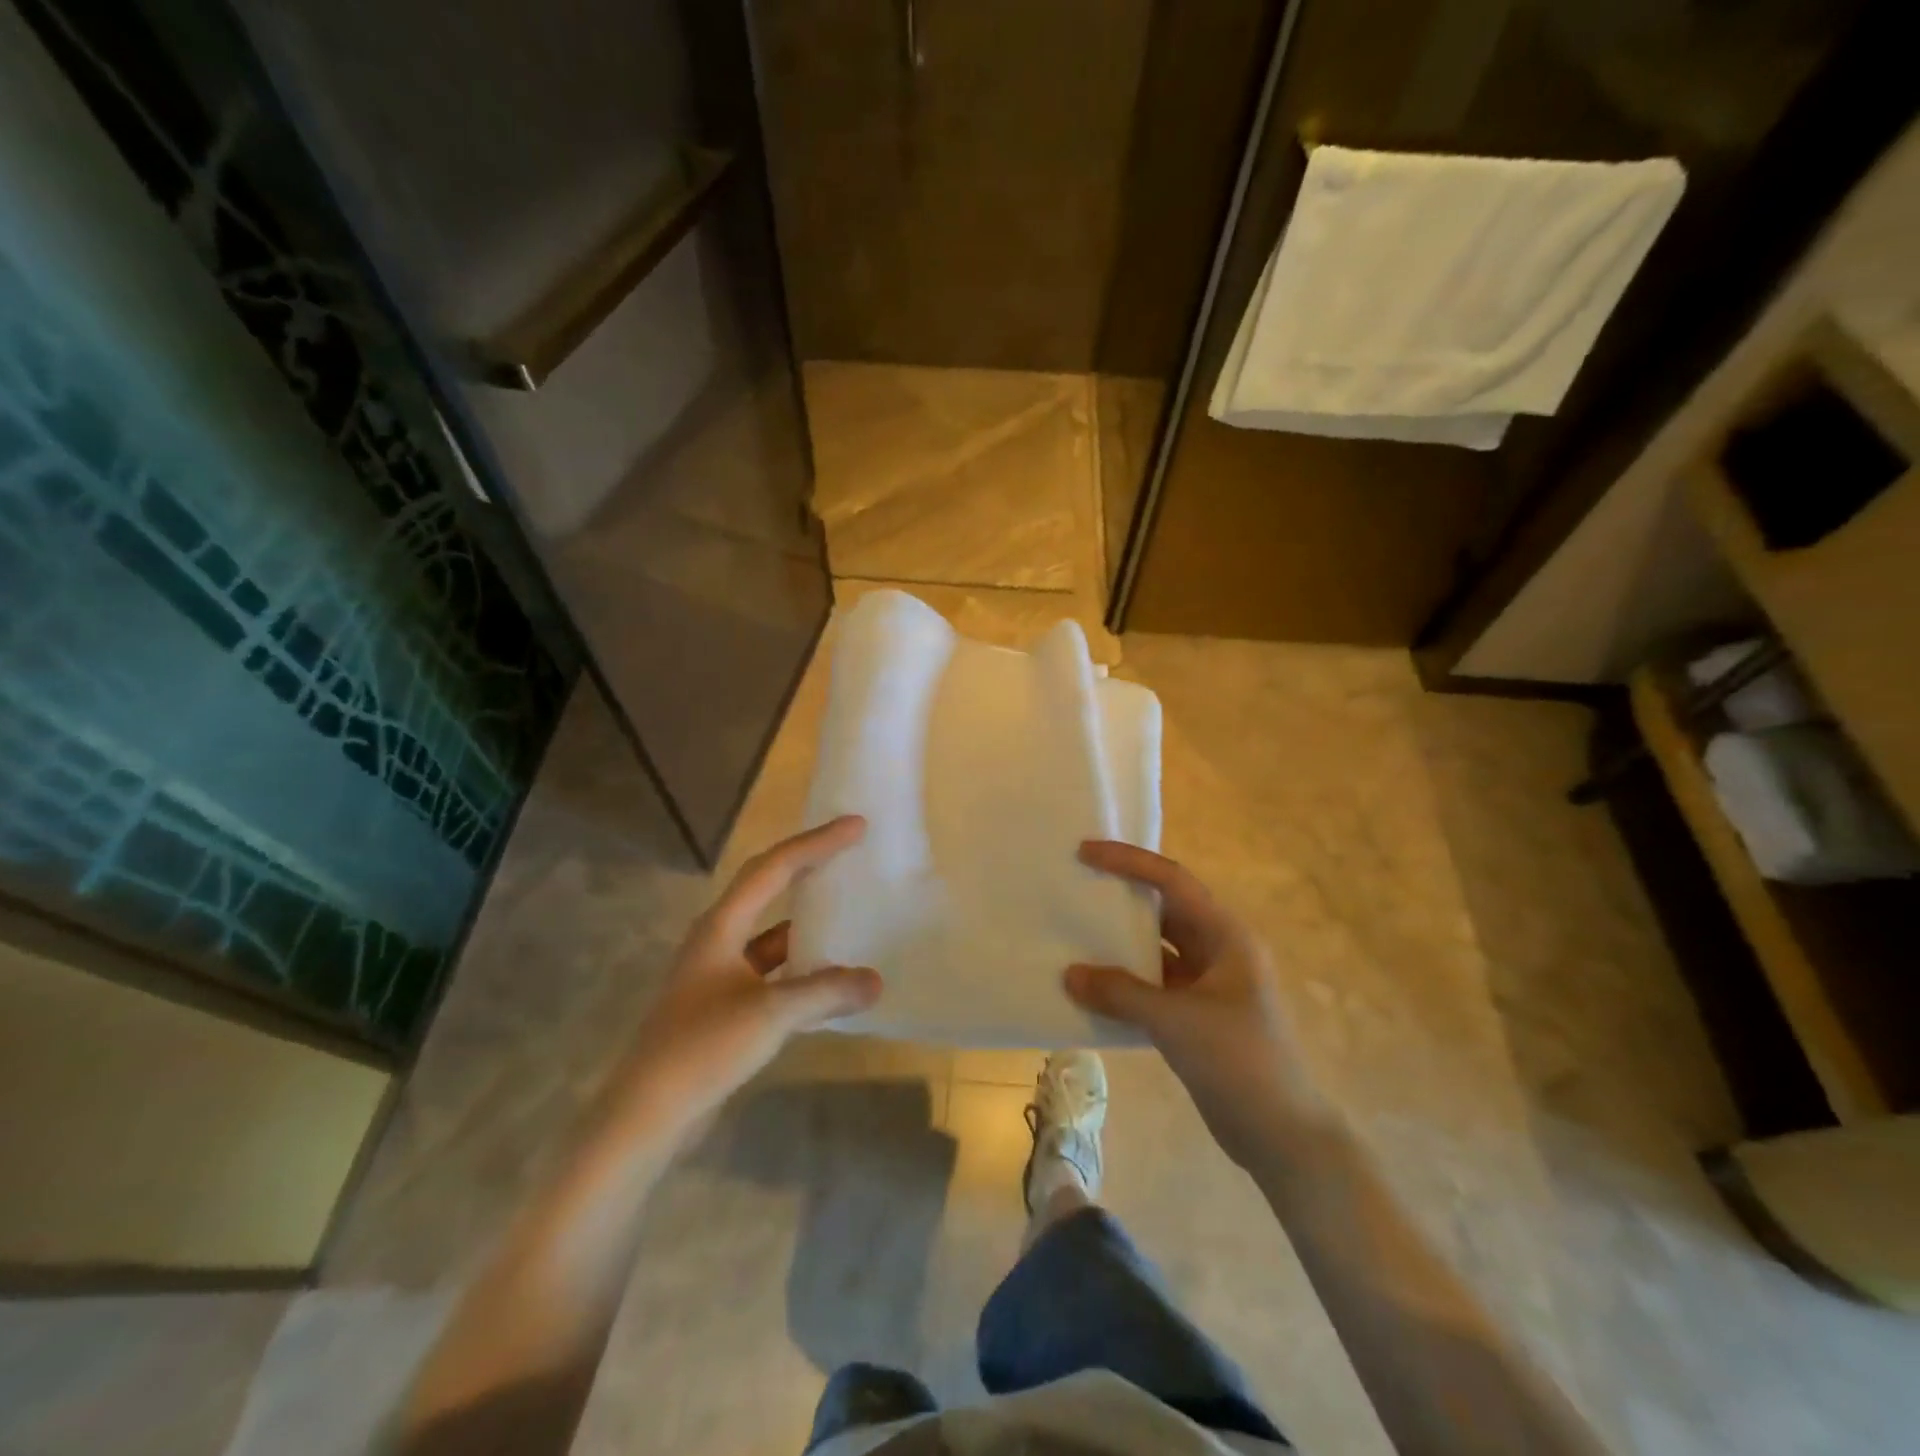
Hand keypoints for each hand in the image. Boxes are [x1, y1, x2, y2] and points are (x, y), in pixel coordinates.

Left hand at [609, 816, 880, 1138]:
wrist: (647, 1114)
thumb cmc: (703, 1048)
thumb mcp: (770, 1014)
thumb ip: (826, 992)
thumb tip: (876, 981)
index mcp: (722, 926)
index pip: (774, 868)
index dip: (816, 844)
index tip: (855, 827)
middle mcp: (718, 940)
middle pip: (768, 888)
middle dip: (809, 867)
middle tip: (850, 852)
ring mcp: (718, 974)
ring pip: (771, 933)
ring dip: (806, 921)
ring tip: (848, 911)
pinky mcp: (724, 1006)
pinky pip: (772, 971)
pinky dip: (801, 967)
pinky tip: (828, 978)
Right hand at [1065, 841, 1322, 1167]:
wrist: (1283, 1136)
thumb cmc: (1240, 1062)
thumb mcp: (1177, 1021)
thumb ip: (1121, 993)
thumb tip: (1068, 974)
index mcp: (1226, 936)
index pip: (1172, 881)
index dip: (1129, 861)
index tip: (1085, 852)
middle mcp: (1218, 951)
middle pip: (1164, 910)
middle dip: (1121, 897)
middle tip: (1076, 886)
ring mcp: (1208, 985)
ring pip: (1157, 949)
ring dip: (1120, 943)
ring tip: (1074, 932)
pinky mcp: (1197, 1015)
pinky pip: (1154, 984)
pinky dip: (1125, 982)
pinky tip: (1092, 986)